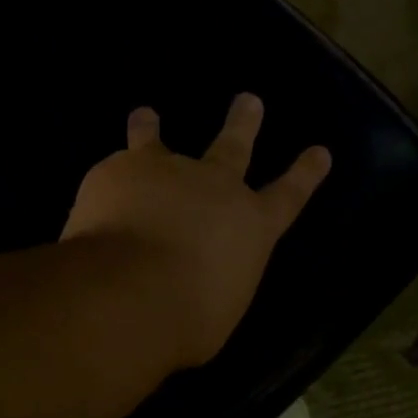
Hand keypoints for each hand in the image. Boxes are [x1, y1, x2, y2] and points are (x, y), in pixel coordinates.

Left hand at [63, 94, 331, 368]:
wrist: (132, 291)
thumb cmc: (188, 318)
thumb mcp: (217, 309)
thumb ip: (213, 283)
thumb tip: (196, 281)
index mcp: (251, 225)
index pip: (289, 195)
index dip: (305, 174)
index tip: (319, 152)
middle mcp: (214, 187)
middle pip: (234, 146)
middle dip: (243, 123)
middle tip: (248, 100)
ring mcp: (164, 171)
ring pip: (158, 142)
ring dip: (151, 128)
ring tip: (144, 114)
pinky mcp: (117, 171)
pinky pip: (112, 170)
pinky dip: (108, 177)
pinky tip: (97, 190)